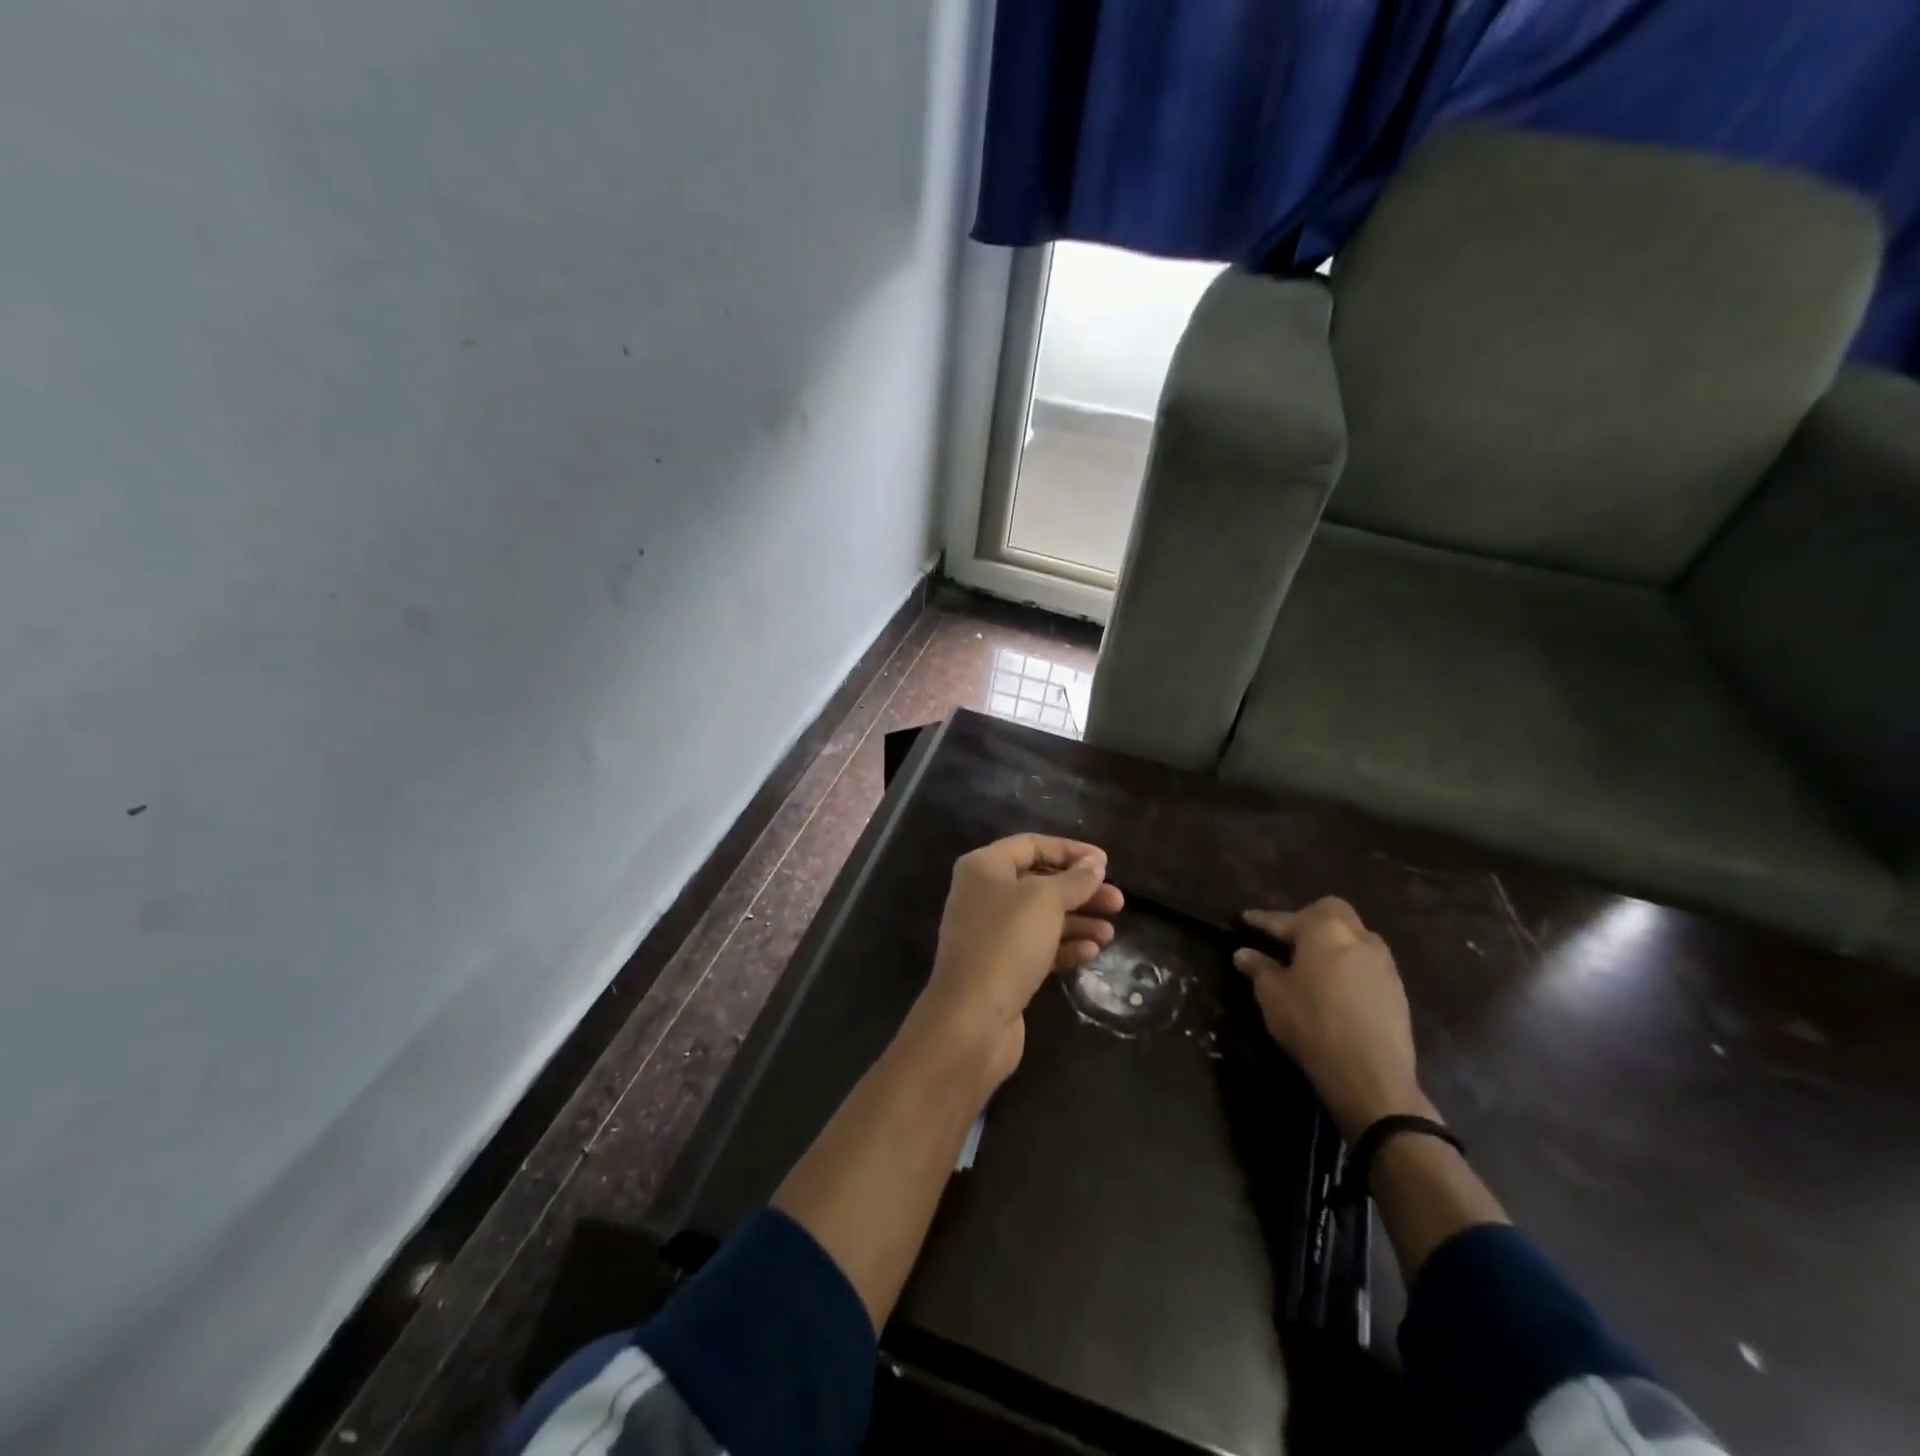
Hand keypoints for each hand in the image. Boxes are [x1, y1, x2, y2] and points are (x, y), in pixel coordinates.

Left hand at [910, 834, 1122, 1087]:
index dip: (1070, 851)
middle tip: (1117, 902)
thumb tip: (1095, 864)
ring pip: (1041, 917)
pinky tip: (1091, 952)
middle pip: (1039, 882)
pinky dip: (1064, 946)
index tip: (1106, 863)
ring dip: (1077, 921)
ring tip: (1110, 933)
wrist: (971, 1019)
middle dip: (1079, 890)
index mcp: (984, 868)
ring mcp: (990, 933)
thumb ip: (1074, 880)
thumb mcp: (1045, 901)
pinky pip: (1037, 947)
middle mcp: (982, 895)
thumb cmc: (1006, 944)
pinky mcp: (1000, 967)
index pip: (1031, 845)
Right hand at [1234, 898, 1428, 1139]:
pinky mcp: (1397, 989)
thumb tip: (1244, 953)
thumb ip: (1258, 968)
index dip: (1262, 920)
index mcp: (1324, 931)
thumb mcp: (1273, 996)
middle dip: (1307, 917)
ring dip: (1332, 941)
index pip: (1285, 919)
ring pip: (1354, 936)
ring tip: (1312, 961)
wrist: (1371, 1075)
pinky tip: (1336, 985)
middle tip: (1287, 936)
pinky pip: (1367, 962)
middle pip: (1331, 912)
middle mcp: (1358, 937)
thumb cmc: (1312, 1024)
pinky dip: (1349, 964)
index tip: (1245, 919)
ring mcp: (1383, 962)